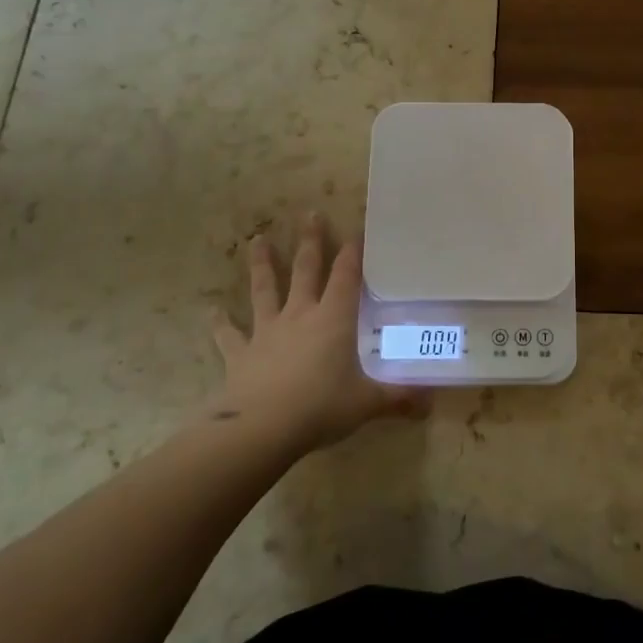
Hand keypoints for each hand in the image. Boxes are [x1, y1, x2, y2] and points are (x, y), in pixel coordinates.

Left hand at [208, 214, 427, 454]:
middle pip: (306, 270)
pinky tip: (211, 312)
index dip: (353, 252)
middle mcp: (300, 316)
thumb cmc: (321, 407)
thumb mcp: (367, 403)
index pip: (347, 276)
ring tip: (257, 239)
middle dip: (310, 241)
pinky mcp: (241, 354)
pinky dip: (219, 323)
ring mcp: (267, 332)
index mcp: (334, 319)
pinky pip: (228, 335)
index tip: (357, 228)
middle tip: (310, 213)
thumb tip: (431, 404)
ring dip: (262, 265)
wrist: (261, 428)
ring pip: (265, 290)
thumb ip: (399, 399)